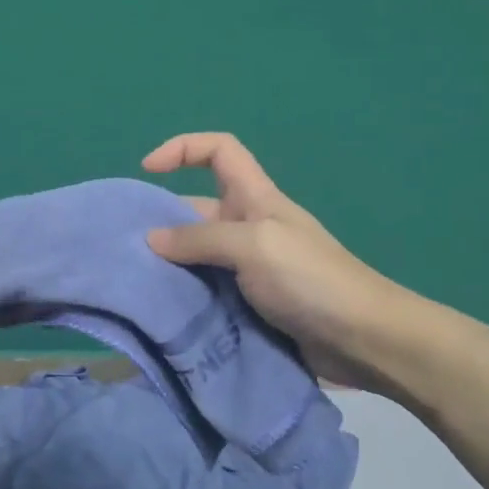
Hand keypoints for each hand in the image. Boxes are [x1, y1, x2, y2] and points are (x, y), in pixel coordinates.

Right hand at [142, 133, 414, 391]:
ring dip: (170, 267)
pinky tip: (163, 312)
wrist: (362, 340)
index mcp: (255, 197)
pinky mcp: (250, 304)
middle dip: (162, 223)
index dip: (183, 148)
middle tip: (126, 250)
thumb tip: (151, 239)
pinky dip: (186, 297)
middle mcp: (249, 227)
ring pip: (198, 257)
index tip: (148, 170)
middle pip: (196, 210)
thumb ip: (200, 238)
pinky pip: (208, 291)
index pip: (219, 151)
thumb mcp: (253, 246)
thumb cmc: (310, 279)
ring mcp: (250, 268)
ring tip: (135, 284)